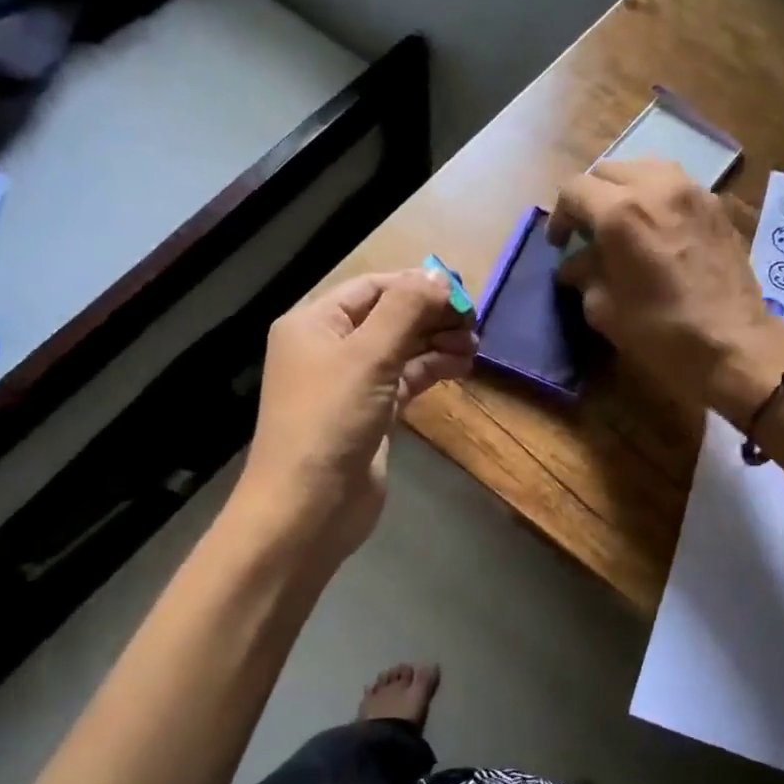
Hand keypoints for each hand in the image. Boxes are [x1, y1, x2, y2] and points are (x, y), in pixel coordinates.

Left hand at [234, 270, 475, 563]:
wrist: (309, 507)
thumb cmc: (331, 421)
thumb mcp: (368, 355)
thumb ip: (406, 309)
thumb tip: (441, 277)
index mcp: (315, 323)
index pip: (373, 287)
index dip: (417, 285)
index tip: (462, 293)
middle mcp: (329, 348)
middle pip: (389, 316)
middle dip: (430, 315)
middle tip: (473, 322)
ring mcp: (350, 383)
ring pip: (401, 349)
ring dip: (436, 342)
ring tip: (474, 345)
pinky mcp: (370, 414)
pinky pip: (405, 379)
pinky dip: (431, 369)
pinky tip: (461, 366)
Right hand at [549, 159, 783, 424]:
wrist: (733, 342)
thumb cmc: (661, 331)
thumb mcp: (604, 310)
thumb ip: (585, 275)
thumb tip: (577, 264)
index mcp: (619, 213)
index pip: (574, 190)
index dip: (559, 216)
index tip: (561, 244)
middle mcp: (654, 187)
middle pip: (608, 171)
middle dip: (591, 198)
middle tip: (589, 231)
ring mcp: (691, 191)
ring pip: (644, 168)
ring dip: (625, 189)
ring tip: (623, 222)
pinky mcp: (716, 204)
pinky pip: (675, 184)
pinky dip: (657, 197)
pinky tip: (658, 228)